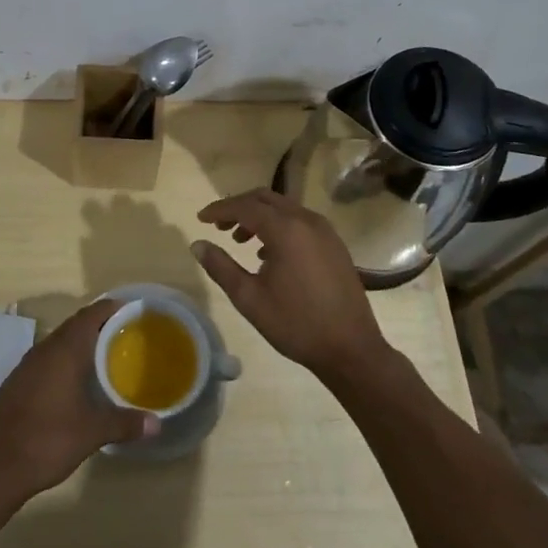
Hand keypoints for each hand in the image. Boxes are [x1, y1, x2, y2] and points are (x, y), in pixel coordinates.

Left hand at [0, 299, 157, 504]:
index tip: (130, 311)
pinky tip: (71, 383)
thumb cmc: (48, 440)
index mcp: (64, 351)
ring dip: (78, 345)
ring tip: (102, 357)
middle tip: (123, 335)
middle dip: (97, 326)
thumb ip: (125, 423)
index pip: (90, 315)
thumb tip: (157, 424)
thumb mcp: (92, 433)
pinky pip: (44, 361)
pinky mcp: (15, 384)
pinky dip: (62, 362)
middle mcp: (43, 350)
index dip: (110, 308)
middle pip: (73, 326)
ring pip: (57, 344)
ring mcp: (25, 366)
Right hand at [193, 189, 391, 385]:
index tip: (200, 219)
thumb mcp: (249, 298)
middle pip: (265, 199)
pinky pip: (300, 221)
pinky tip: (269, 253)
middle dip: (239, 207)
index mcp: (285, 230)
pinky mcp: (334, 244)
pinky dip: (279, 226)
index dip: (220, 210)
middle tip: (219, 226)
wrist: (351, 348)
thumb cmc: (295, 324)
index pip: (245, 206)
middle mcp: (307, 220)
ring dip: (259, 216)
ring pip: (284, 208)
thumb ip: (220, 267)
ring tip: (240, 240)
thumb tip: (197, 244)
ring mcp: (325, 231)